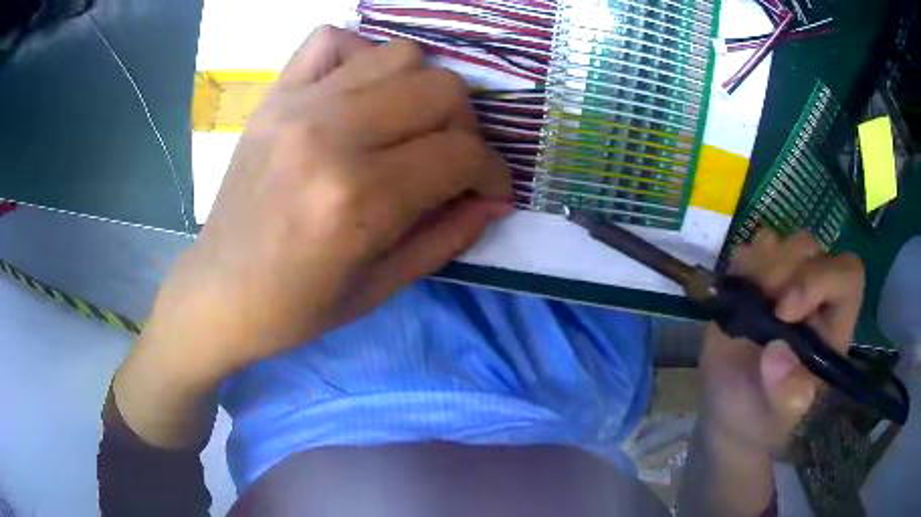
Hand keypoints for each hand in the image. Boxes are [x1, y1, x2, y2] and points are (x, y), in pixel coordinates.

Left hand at [141, 26, 511, 384]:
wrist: (220, 291)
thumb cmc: (297, 306)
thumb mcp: (382, 288)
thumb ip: (449, 237)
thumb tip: (496, 200)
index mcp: (358, 200)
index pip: (461, 154)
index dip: (493, 174)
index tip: (490, 192)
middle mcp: (330, 137)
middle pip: (441, 89)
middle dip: (466, 127)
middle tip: (452, 160)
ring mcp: (297, 106)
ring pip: (400, 55)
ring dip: (423, 89)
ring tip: (409, 126)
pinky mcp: (274, 96)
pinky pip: (332, 39)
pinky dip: (361, 56)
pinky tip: (360, 94)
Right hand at [699, 229, 863, 452]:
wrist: (730, 411)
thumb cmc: (762, 418)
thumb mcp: (777, 418)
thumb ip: (786, 394)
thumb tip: (776, 353)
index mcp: (833, 325)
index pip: (847, 276)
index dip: (821, 279)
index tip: (784, 311)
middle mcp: (814, 295)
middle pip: (811, 249)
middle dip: (784, 271)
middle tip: (760, 304)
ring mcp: (784, 283)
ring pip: (781, 241)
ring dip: (761, 264)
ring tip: (746, 301)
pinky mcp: (754, 280)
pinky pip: (751, 250)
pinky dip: (740, 264)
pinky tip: (734, 294)